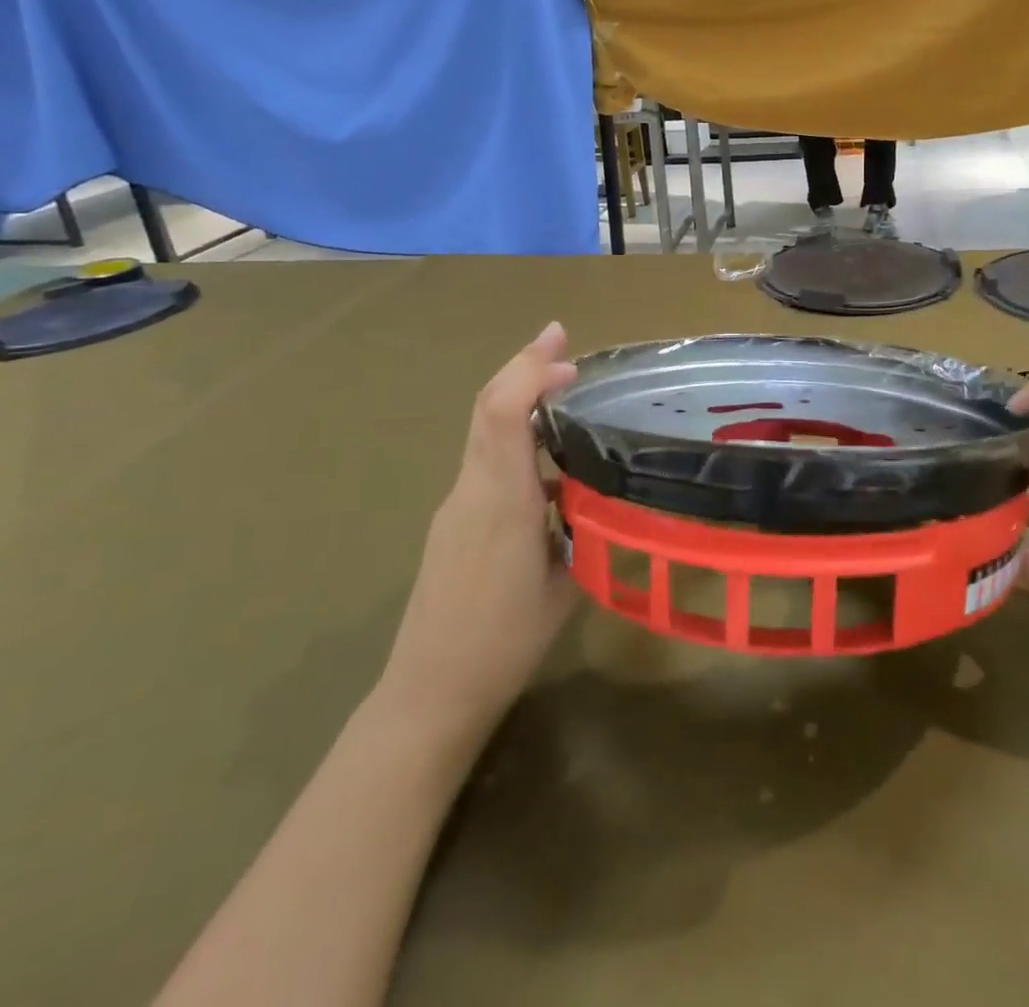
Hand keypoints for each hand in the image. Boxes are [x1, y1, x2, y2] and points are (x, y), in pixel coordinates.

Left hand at [380, 322, 579, 743]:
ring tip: (561, 383)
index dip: (530, 375)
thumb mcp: (566, 585)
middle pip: (486, 407)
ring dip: (518, 394)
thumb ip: (582, 531)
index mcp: (501, 502)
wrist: (430, 689)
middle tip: (560, 338)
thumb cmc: (505, 642)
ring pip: (484, 428)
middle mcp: (471, 490)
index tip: (568, 359)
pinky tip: (547, 452)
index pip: (502, 416)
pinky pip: (485, 457)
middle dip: (522, 364)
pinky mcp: (453, 519)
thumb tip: (598, 496)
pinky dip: (513, 432)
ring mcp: (456, 503)